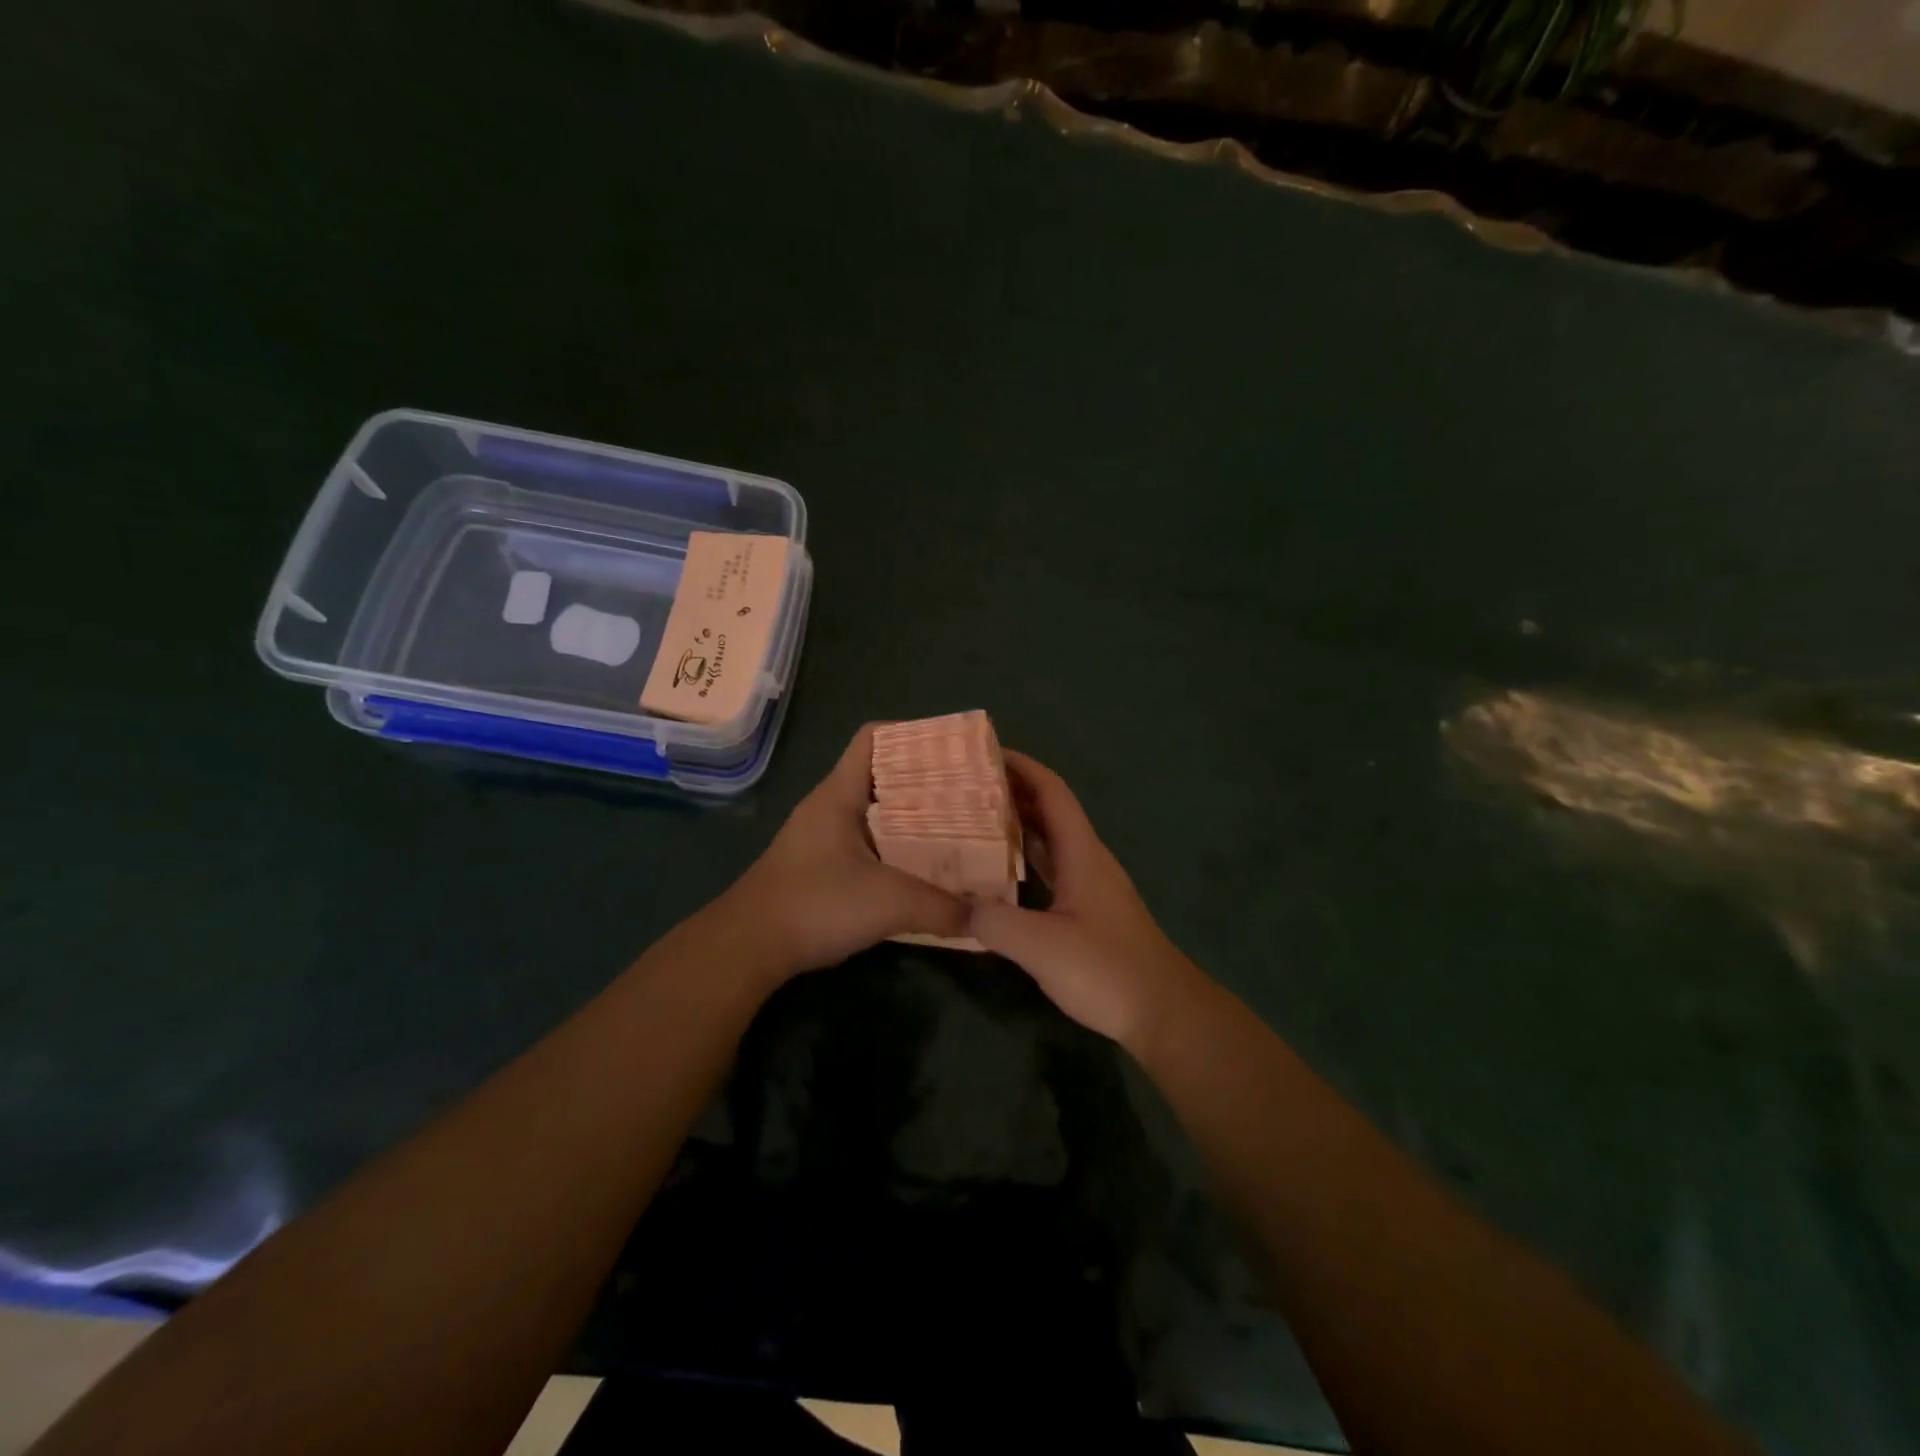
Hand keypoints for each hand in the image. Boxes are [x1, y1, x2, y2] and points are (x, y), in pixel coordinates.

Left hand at [714, 724, 969, 981]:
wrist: (747, 948)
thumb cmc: (814, 905)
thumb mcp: (887, 903)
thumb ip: (941, 907)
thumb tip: (985, 915)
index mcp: (840, 794)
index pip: (874, 738)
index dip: (912, 734)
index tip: (954, 750)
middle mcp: (831, 807)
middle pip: (883, 775)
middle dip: (926, 781)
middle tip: (970, 793)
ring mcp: (823, 837)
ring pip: (877, 812)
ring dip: (914, 818)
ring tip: (958, 827)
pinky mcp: (822, 867)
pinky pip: (870, 842)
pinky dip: (898, 848)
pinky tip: (925, 867)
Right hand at [969, 751, 1204, 1049]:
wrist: (1164, 1012)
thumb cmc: (1107, 969)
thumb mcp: (1042, 946)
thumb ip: (997, 922)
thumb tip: (961, 906)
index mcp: (1082, 853)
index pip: (1053, 793)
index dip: (1023, 768)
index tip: (987, 753)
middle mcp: (1089, 860)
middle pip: (1051, 812)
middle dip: (1013, 793)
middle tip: (967, 788)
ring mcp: (1092, 886)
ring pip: (1052, 841)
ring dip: (1019, 826)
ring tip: (976, 822)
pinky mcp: (1091, 911)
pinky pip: (1053, 869)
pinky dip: (1027, 860)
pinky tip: (1002, 874)